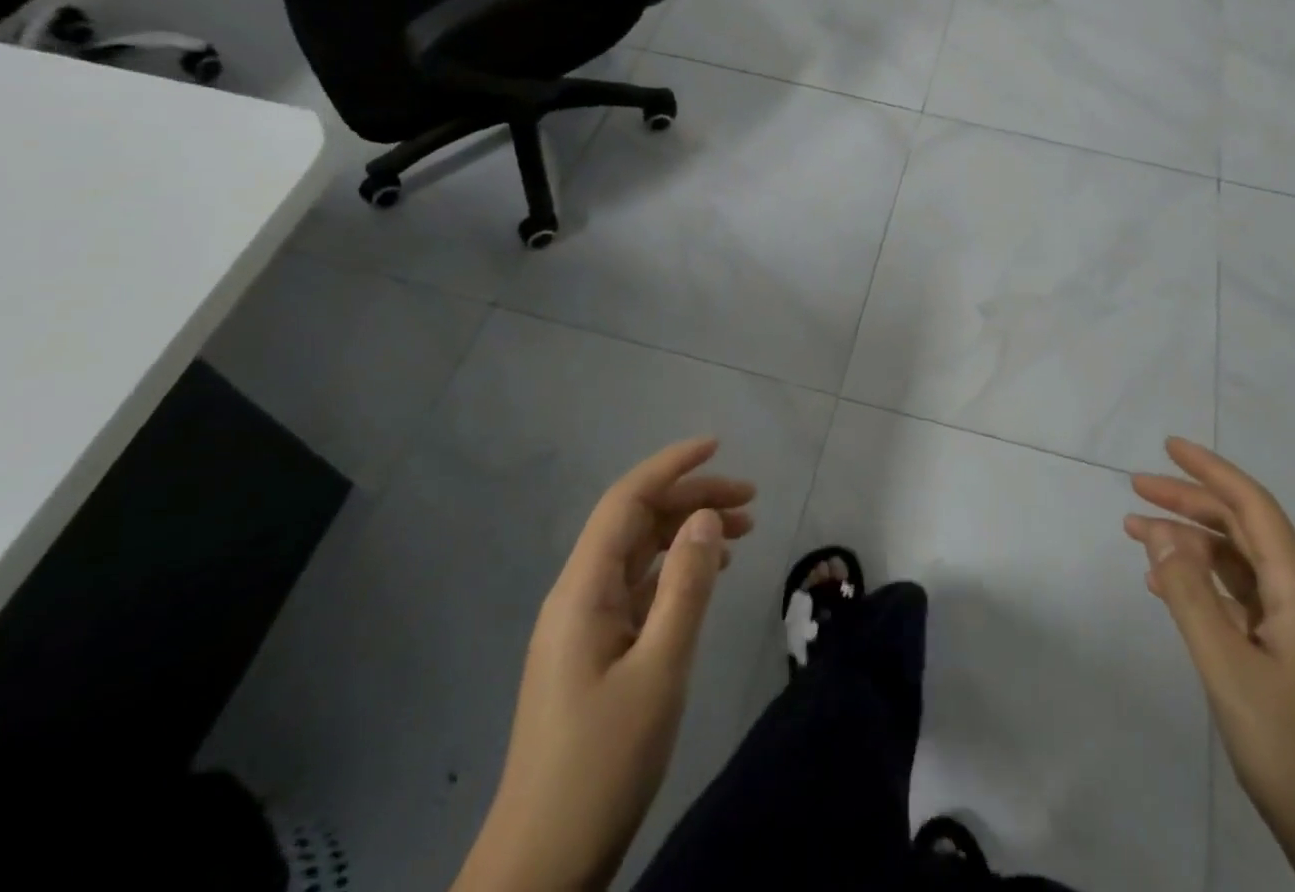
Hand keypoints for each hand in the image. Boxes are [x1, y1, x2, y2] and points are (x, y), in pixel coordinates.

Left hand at [453, 438, 755, 891]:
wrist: (543, 864)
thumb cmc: (603, 763)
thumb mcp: (659, 670)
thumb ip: (686, 587)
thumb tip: (706, 517)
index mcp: (582, 590)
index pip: (626, 501)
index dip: (671, 465)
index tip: (718, 446)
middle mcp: (579, 595)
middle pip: (637, 522)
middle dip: (692, 499)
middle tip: (751, 501)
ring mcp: (584, 625)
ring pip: (641, 554)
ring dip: (689, 533)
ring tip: (744, 531)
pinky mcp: (595, 652)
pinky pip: (639, 588)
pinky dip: (677, 570)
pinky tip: (709, 575)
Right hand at [1127, 439, 1294, 891]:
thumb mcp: (1230, 670)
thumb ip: (1191, 596)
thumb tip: (1159, 529)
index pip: (1254, 508)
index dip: (1212, 471)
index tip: (1168, 446)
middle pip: (1241, 531)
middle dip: (1190, 502)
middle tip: (1136, 489)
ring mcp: (1294, 634)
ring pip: (1235, 566)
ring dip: (1188, 543)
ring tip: (1136, 533)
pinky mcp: (1284, 663)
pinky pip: (1234, 602)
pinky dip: (1197, 584)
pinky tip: (1164, 589)